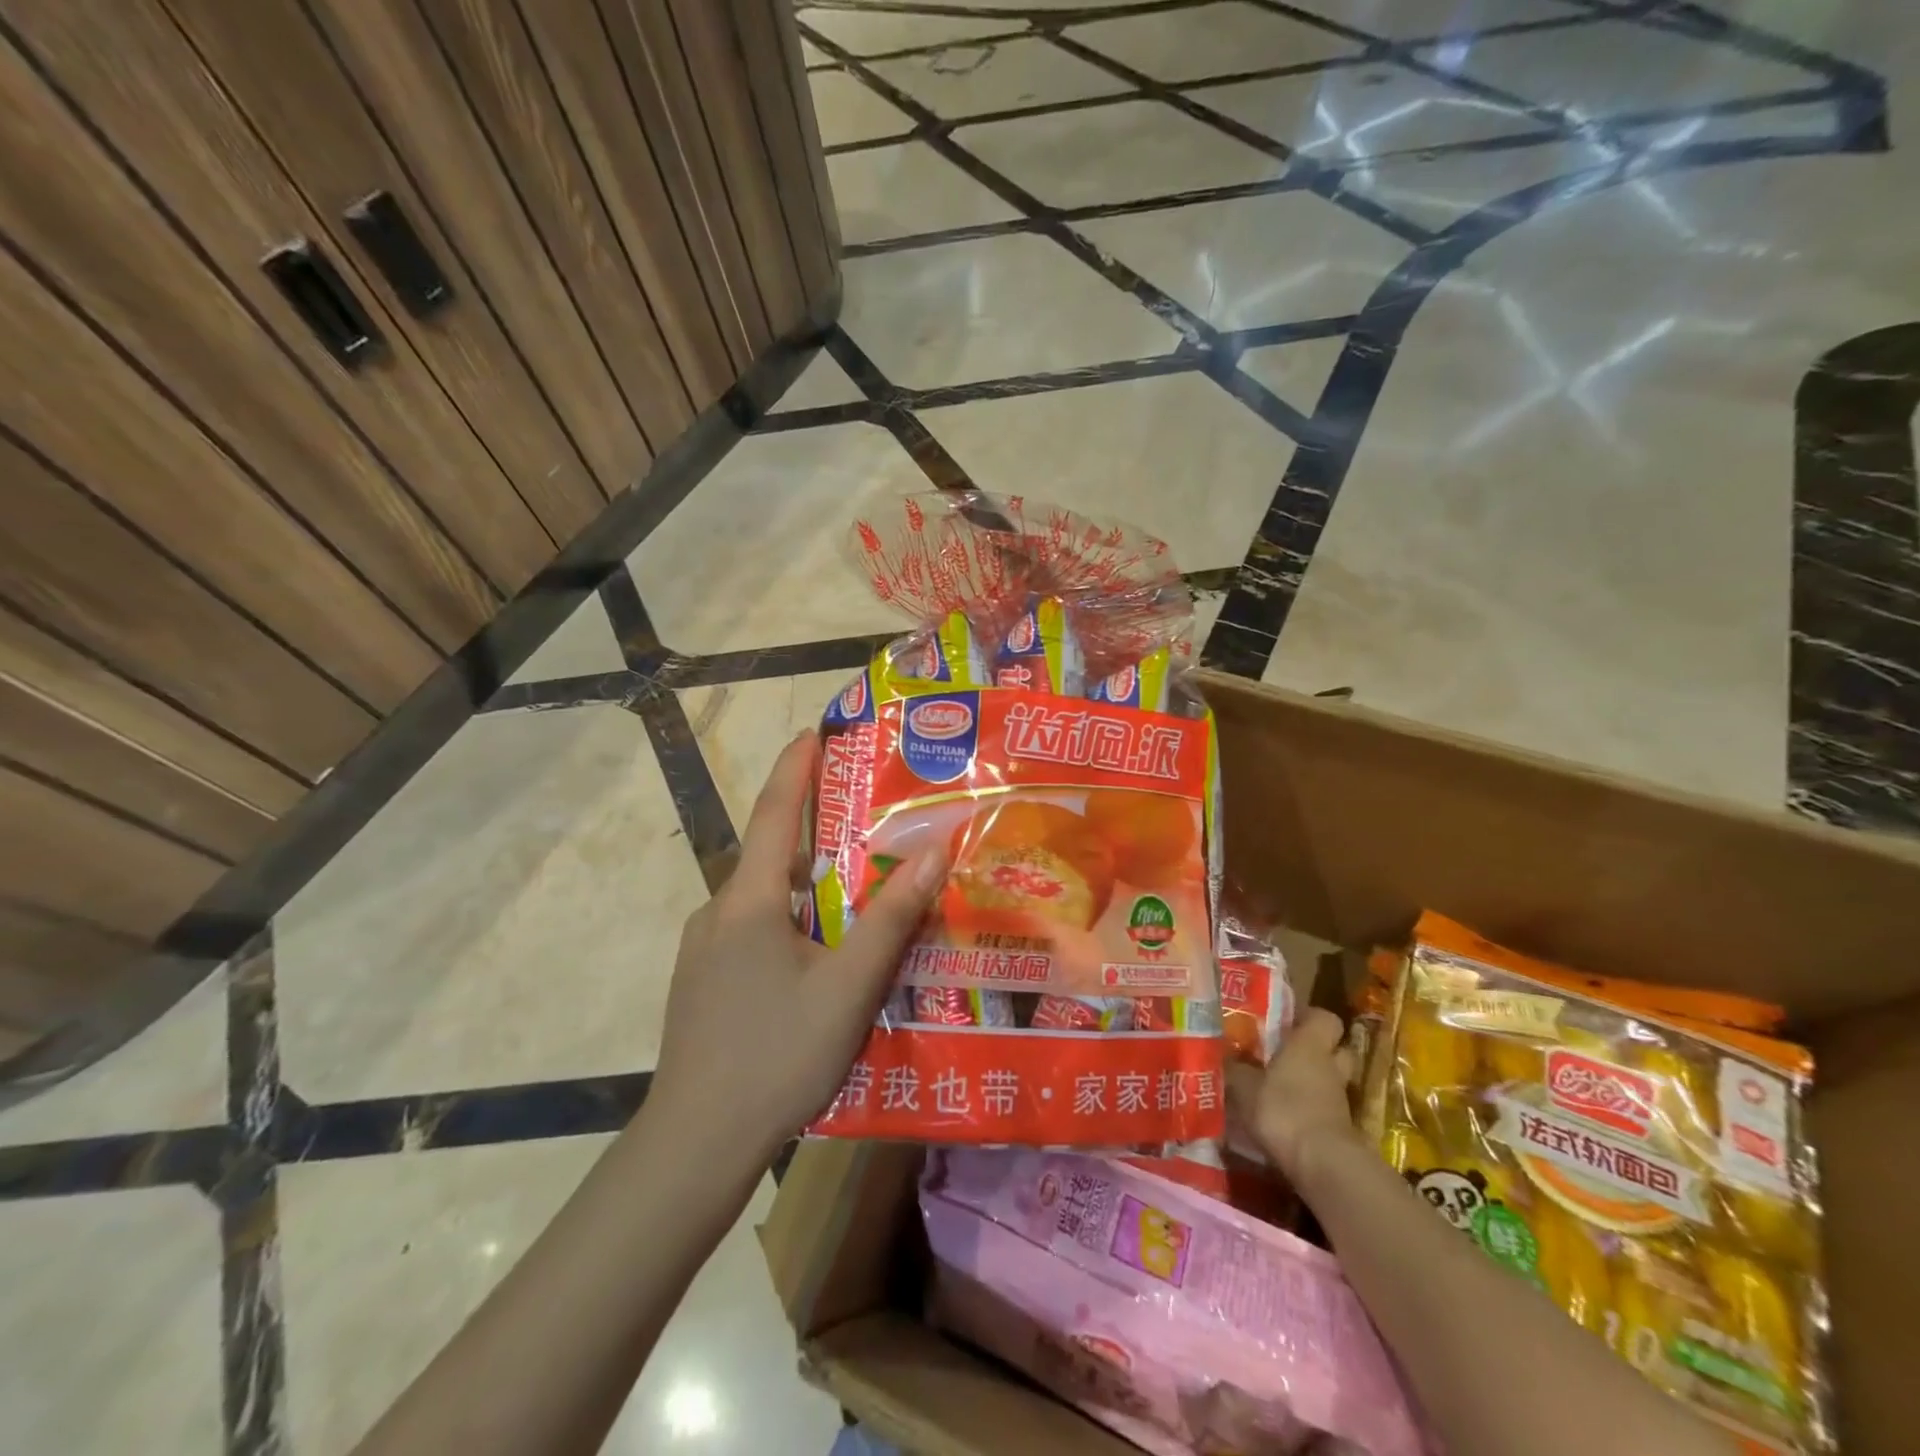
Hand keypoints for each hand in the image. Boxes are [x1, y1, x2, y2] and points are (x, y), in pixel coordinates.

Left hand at [649, 732, 945, 1157]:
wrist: (695, 1143)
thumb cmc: (776, 1055)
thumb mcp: (848, 987)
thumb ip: (891, 918)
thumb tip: (936, 851)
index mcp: (748, 901)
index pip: (772, 812)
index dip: (794, 767)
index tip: (813, 731)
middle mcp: (718, 912)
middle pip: (770, 855)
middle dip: (813, 832)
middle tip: (864, 823)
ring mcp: (703, 949)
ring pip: (763, 899)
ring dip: (805, 885)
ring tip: (854, 894)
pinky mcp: (702, 981)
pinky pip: (751, 930)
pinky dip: (789, 920)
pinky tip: (818, 956)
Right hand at [1229, 1008, 1363, 1186]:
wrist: (1322, 1164)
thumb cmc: (1283, 1109)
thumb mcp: (1244, 1085)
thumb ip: (1234, 1068)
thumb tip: (1220, 1056)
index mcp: (1310, 1045)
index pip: (1325, 1018)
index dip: (1308, 1017)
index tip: (1286, 1021)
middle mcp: (1330, 1067)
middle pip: (1337, 1049)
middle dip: (1317, 1050)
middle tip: (1286, 1053)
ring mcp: (1339, 1101)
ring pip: (1330, 1081)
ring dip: (1312, 1082)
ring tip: (1280, 1086)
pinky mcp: (1340, 1130)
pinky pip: (1325, 1109)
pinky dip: (1310, 1110)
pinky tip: (1285, 1117)